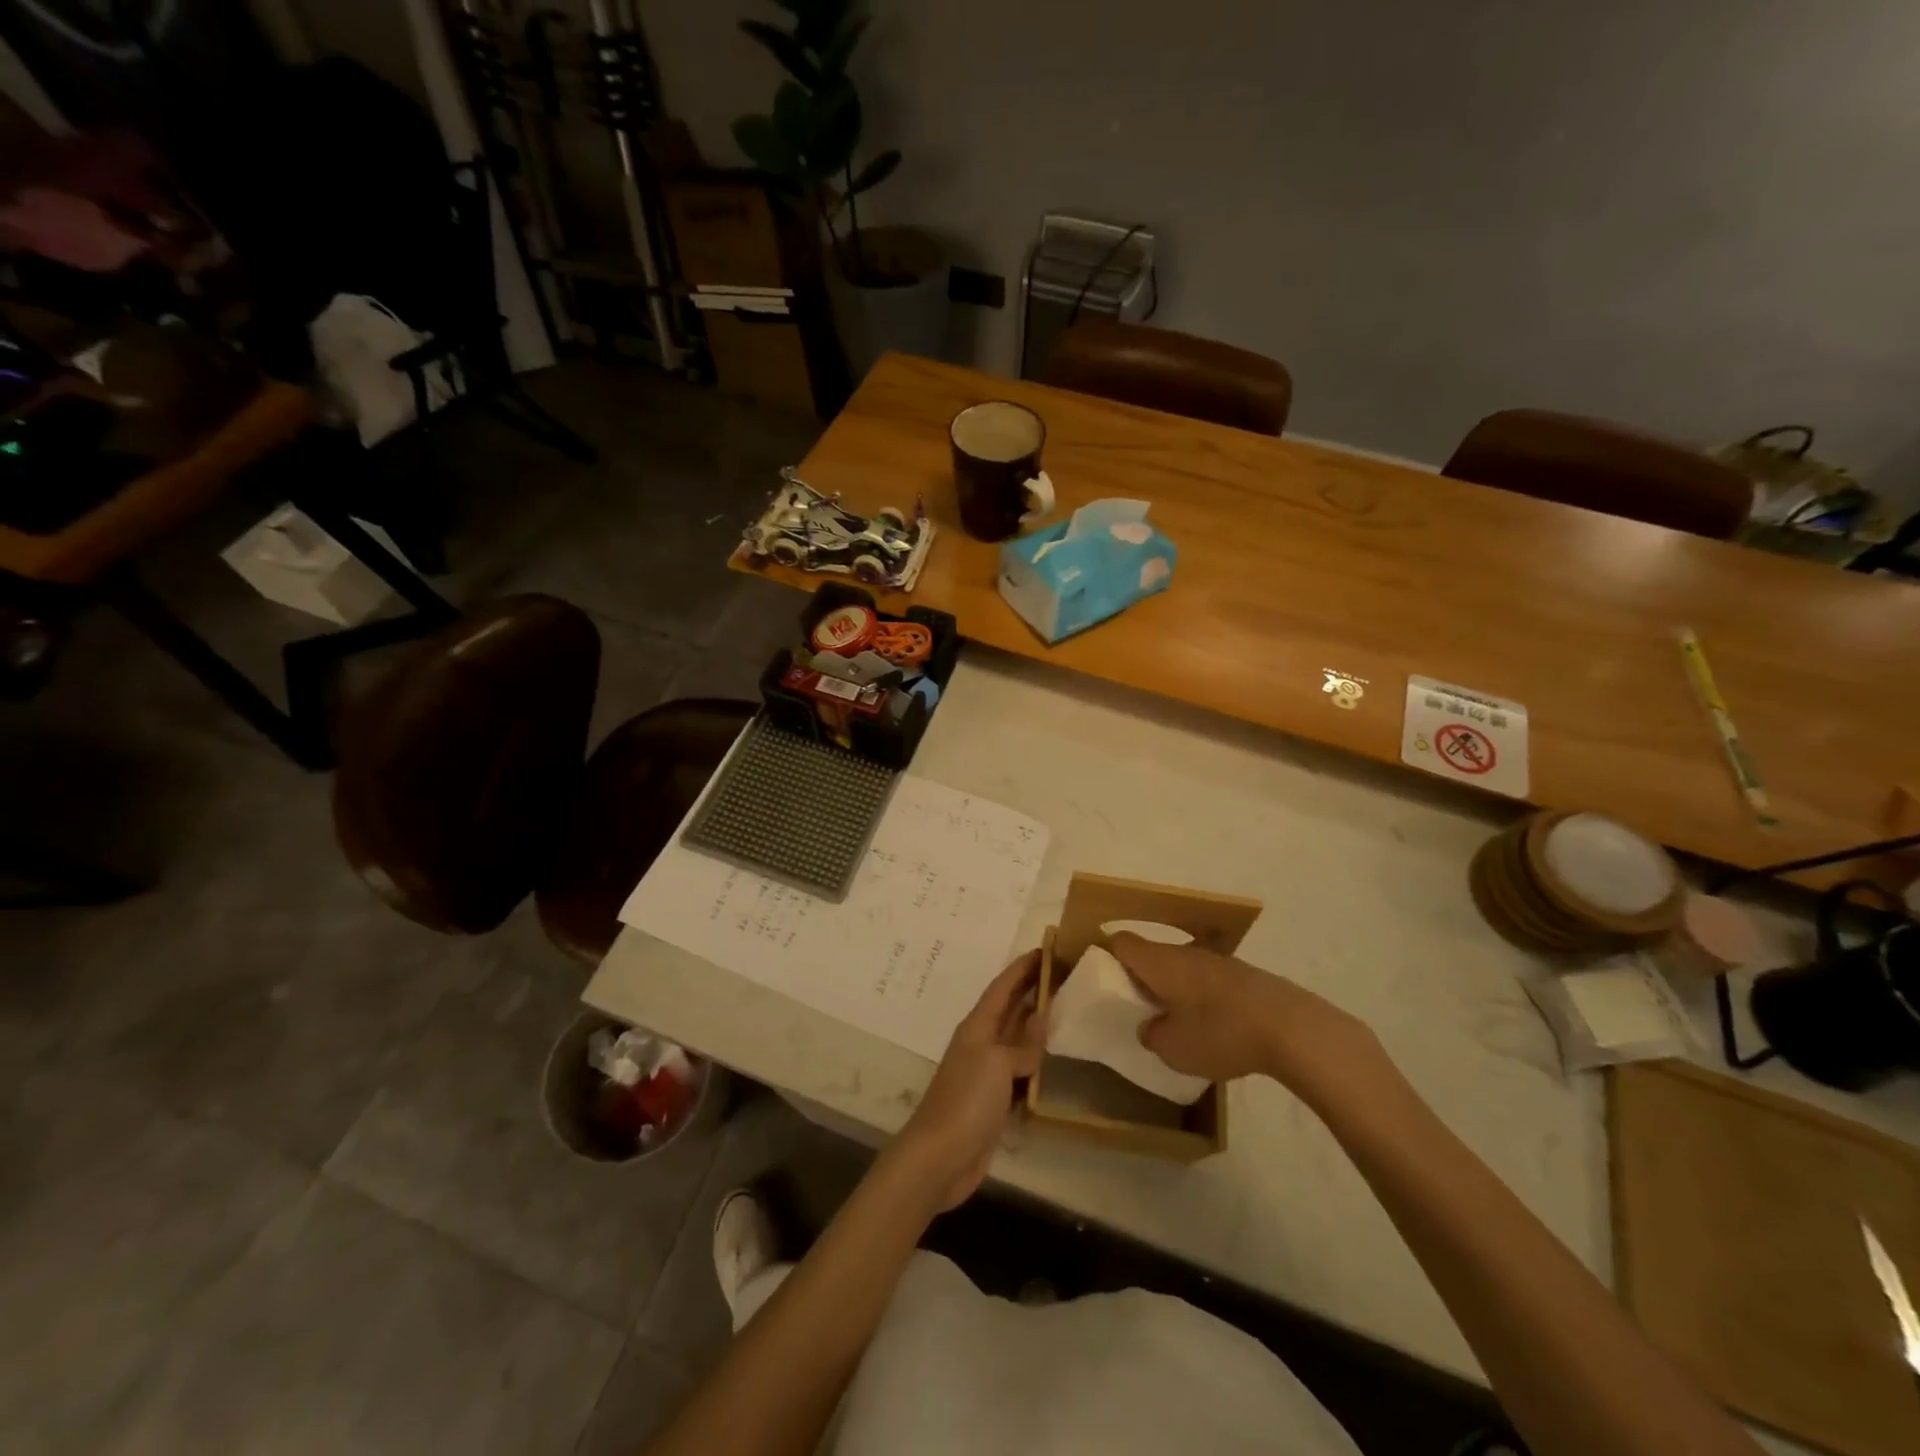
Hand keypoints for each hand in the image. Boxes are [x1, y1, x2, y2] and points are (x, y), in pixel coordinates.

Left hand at [893, 951, 1043, 1210]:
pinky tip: (1052, 1058)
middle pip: (1010, 1008)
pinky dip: (1035, 1060)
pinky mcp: (995, 1100)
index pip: (1002, 987)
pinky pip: (1020, 1070)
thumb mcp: (997, 1063)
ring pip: (1017, 1038)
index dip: (1022, 968)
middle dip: (1032, 989)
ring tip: (1064, 1008)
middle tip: (1062, 973)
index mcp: (977, 1026)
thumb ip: (1022, 1044)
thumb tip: (1040, 1021)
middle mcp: (982, 1043)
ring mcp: (987, 1072)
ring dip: (1036, 1023)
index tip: (1045, 949)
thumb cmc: (967, 1100)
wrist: (941, 1156)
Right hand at [1108, 932, 1382, 1105]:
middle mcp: (1184, 952)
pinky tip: (1212, 1026)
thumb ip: (1152, 1034)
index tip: (1101, 978)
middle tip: (1135, 1006)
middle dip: (1140, 976)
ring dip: (1172, 987)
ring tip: (1174, 1020)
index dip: (1105, 954)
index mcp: (1158, 961)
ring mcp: (1217, 961)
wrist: (1291, 1028)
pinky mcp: (1244, 976)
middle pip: (1151, 953)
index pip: (1120, 942)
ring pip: (1181, 967)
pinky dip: (1201, 997)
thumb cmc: (1220, 1032)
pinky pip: (1208, 980)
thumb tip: (1151, 1026)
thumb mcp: (1172, 1047)